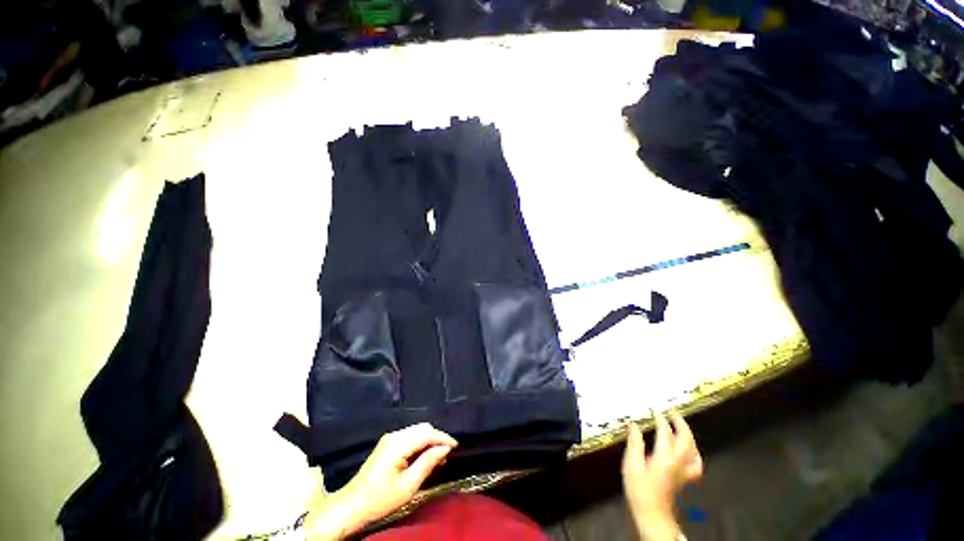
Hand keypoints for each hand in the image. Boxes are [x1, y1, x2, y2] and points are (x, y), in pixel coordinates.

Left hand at [305, 423, 456, 539]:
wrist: (352, 506)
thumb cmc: (380, 499)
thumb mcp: (408, 485)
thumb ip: (428, 463)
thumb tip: (445, 448)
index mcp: (398, 444)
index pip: (427, 433)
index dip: (443, 438)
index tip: (456, 446)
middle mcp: (394, 435)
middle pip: (422, 428)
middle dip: (437, 438)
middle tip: (448, 454)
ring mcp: (390, 438)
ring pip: (417, 431)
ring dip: (429, 440)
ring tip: (439, 457)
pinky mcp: (388, 444)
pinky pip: (410, 437)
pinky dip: (420, 443)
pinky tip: (425, 456)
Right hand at [622, 411, 702, 540]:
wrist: (652, 514)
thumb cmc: (639, 489)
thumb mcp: (631, 465)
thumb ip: (634, 443)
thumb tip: (633, 425)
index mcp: (665, 458)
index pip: (665, 433)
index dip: (660, 419)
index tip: (654, 410)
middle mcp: (678, 463)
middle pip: (686, 439)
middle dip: (680, 423)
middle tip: (672, 412)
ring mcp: (685, 471)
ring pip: (694, 449)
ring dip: (688, 435)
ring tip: (680, 426)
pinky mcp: (686, 478)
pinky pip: (696, 462)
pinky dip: (694, 452)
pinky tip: (688, 449)